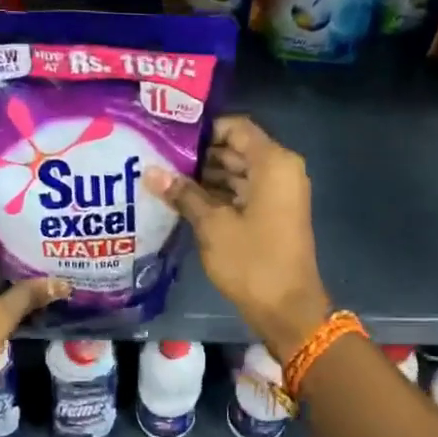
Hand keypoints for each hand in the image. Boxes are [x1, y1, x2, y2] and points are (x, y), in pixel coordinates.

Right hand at [148, 116, 331, 361]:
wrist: (287, 309)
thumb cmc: (252, 261)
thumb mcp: (212, 225)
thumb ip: (183, 193)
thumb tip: (150, 171)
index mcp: (273, 163)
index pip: (236, 127)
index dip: (204, 130)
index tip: (170, 138)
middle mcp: (281, 170)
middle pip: (236, 149)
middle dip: (200, 154)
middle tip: (159, 158)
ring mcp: (279, 194)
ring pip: (239, 172)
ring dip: (206, 176)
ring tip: (165, 178)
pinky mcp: (273, 214)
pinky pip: (244, 192)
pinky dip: (219, 194)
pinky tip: (184, 200)